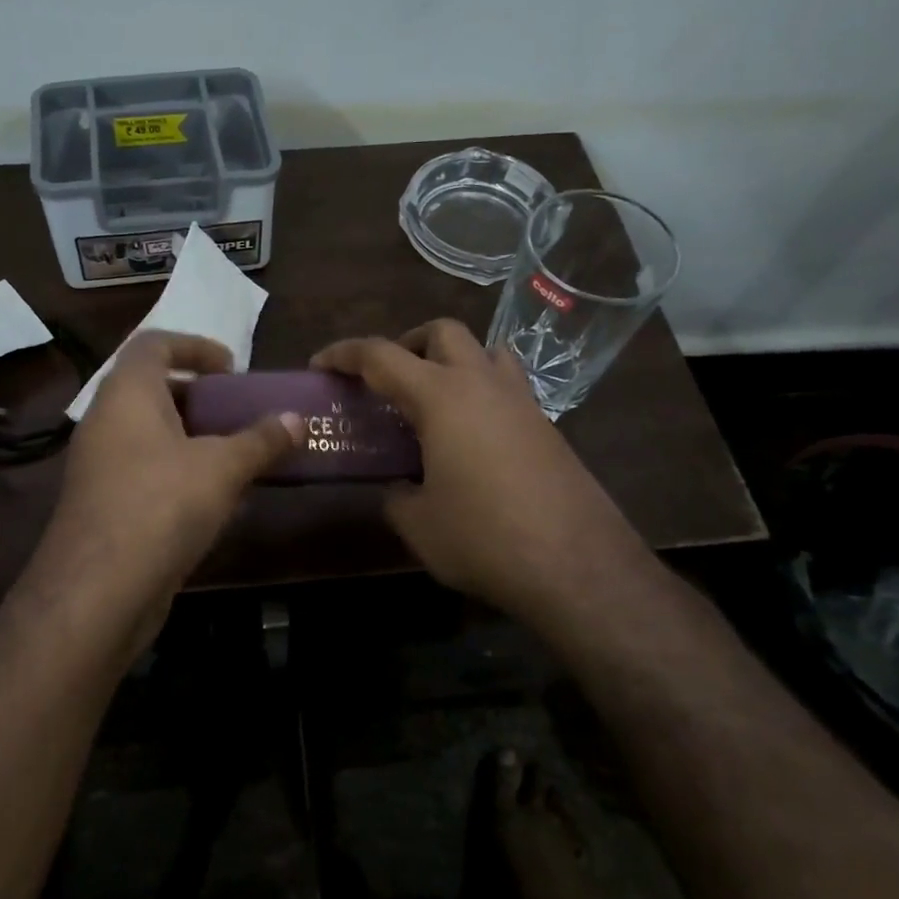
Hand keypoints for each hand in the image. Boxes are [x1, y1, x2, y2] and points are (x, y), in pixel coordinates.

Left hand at [24, 332, 303, 653]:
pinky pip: (145, 471)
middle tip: (239, 412)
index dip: (195, 345)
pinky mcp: (103, 505)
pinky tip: (215, 500)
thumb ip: (261, 440)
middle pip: (152, 389)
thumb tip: (297, 420)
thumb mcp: (222, 468)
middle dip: (199, 397)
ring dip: (193, 439)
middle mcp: (106, 421)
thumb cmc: (162, 505)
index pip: (154, 344)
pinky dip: (179, 472)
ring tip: (237, 455)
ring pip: (150, 435)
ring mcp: (99, 465)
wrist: (97, 591)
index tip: (232, 368)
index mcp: (127, 393)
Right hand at [311, 320, 648, 623]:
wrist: (578, 567)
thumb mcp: (418, 524)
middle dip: (406, 344)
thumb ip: (396, 495)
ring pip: (484, 351)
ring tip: (433, 400)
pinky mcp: (547, 427)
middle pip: (441, 332)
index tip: (319, 366)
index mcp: (441, 397)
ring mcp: (522, 402)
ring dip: (451, 360)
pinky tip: (470, 437)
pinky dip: (479, 392)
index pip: (380, 355)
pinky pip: (507, 387)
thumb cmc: (484, 538)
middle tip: (386, 380)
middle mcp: (482, 384)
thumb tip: (398, 487)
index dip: (343, 354)